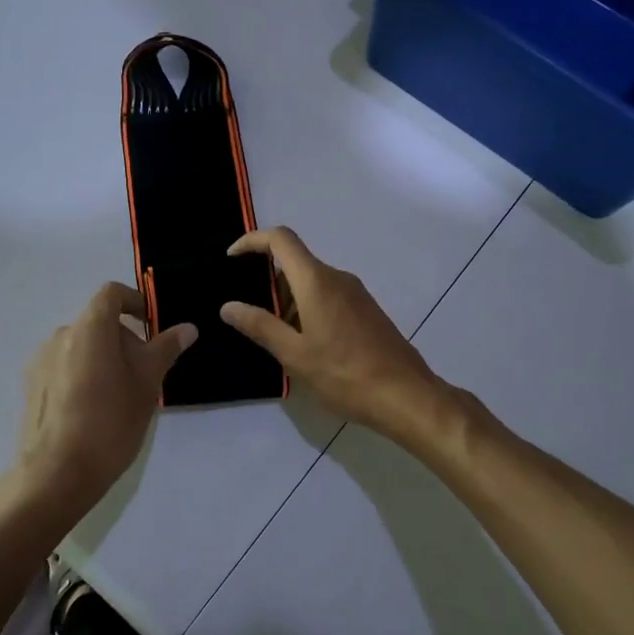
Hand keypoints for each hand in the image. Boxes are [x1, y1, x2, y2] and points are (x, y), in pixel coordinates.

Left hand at [3, 282, 195, 541]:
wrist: (56, 474)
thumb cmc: (110, 422)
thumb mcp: (147, 384)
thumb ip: (165, 349)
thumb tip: (187, 328)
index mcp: (89, 328)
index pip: (112, 294)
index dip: (135, 301)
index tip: (152, 325)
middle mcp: (60, 336)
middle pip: (98, 322)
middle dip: (125, 339)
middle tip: (145, 373)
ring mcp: (41, 361)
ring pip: (81, 346)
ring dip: (104, 358)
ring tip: (120, 395)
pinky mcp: (32, 387)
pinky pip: (64, 367)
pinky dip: (84, 374)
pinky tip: (94, 411)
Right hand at [219, 228, 444, 436]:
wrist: (405, 395)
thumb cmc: (344, 374)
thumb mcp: (294, 354)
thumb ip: (260, 326)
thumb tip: (228, 306)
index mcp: (316, 280)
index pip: (280, 239)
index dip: (252, 241)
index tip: (231, 259)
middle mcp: (337, 278)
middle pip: (295, 262)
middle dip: (267, 282)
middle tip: (249, 314)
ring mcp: (355, 294)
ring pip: (311, 282)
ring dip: (288, 300)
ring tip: (274, 337)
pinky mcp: (366, 311)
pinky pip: (328, 297)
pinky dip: (307, 309)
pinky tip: (304, 345)